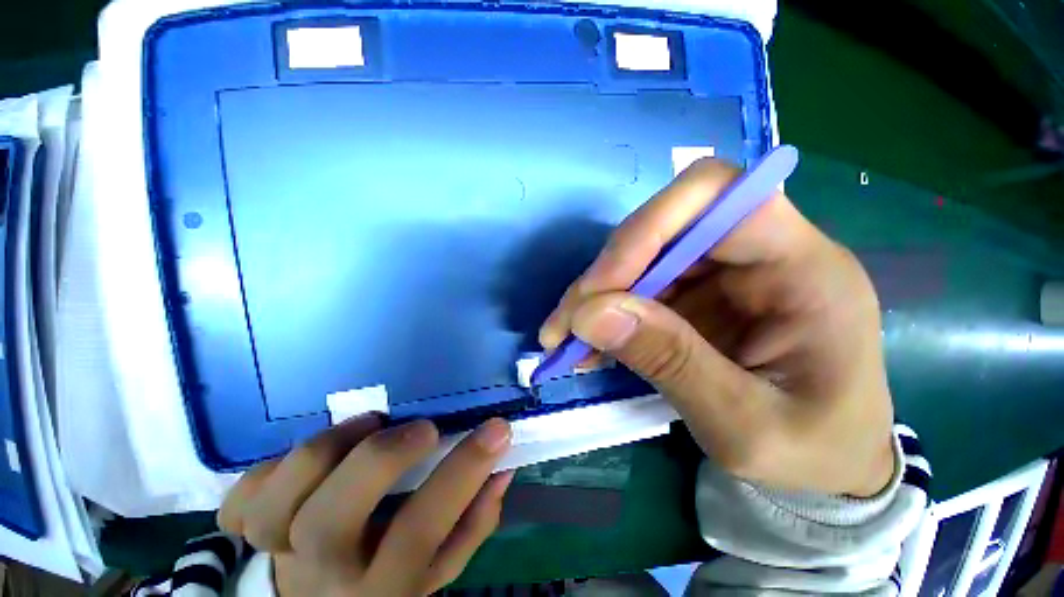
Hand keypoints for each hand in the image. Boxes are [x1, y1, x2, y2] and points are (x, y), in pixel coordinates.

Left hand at [218, 416, 513, 595]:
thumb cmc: (391, 581)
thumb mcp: (441, 568)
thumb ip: (474, 522)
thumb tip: (502, 467)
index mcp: (383, 586)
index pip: (423, 527)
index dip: (463, 471)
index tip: (497, 427)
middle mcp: (324, 575)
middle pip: (330, 523)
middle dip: (380, 459)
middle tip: (421, 427)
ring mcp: (275, 555)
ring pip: (273, 508)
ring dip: (323, 452)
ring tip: (366, 424)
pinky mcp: (244, 538)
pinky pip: (239, 502)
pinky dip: (268, 471)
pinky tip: (303, 464)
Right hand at [539, 159, 894, 496]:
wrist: (828, 466)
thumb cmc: (812, 456)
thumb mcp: (746, 426)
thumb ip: (670, 362)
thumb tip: (589, 314)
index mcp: (804, 268)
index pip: (716, 195)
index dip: (647, 229)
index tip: (599, 289)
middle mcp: (760, 255)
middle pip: (663, 227)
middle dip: (606, 274)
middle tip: (567, 324)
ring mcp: (723, 274)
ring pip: (640, 258)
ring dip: (595, 297)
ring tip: (566, 340)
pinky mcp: (697, 295)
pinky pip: (637, 288)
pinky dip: (605, 314)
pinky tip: (586, 345)